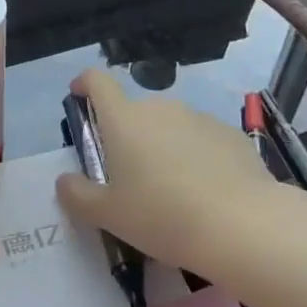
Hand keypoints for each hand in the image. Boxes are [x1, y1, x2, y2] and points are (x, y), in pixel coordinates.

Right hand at [56, 67, 273, 274]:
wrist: (242, 225)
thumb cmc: (163, 216)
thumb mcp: (109, 215)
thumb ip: (78, 195)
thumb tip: (64, 181)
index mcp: (123, 119)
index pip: (97, 81)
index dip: (85, 84)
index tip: (79, 96)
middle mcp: (159, 107)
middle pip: (134, 111)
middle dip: (128, 135)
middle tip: (130, 176)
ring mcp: (198, 117)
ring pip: (169, 126)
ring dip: (163, 146)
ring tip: (172, 190)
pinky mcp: (230, 133)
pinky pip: (202, 139)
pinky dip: (196, 157)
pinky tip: (206, 192)